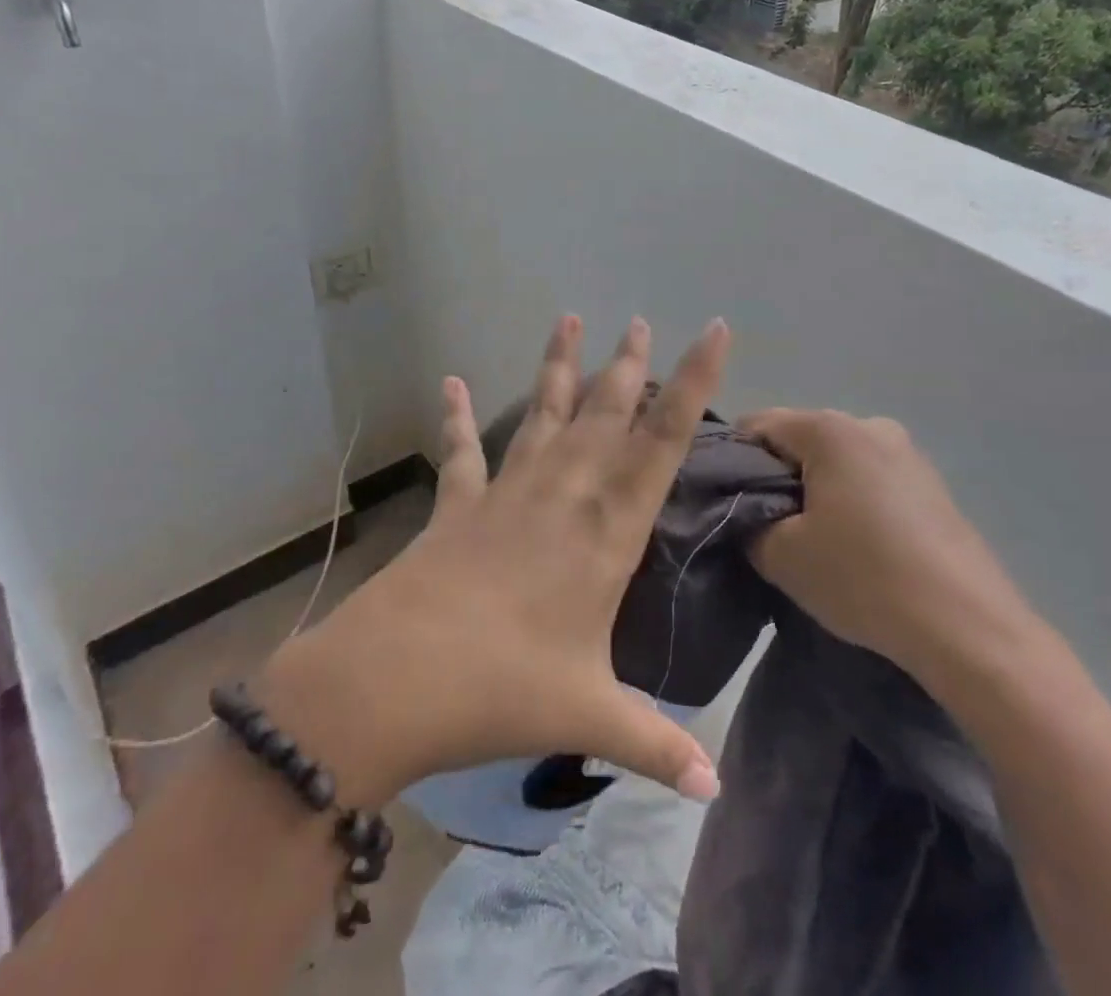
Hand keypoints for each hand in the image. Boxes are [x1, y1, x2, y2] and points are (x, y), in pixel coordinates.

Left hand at [261, 315, 729, 804]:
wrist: (396, 678)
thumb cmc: (503, 689)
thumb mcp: (588, 717)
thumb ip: (654, 746)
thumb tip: (713, 790)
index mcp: (605, 530)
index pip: (663, 441)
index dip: (694, 383)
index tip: (714, 332)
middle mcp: (563, 493)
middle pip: (605, 413)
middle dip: (628, 365)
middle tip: (641, 320)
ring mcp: (507, 491)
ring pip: (542, 414)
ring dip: (558, 367)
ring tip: (568, 318)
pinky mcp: (459, 503)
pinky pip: (462, 450)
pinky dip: (456, 416)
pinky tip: (451, 381)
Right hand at [739, 410, 1047, 692]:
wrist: (970, 630)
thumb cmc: (864, 578)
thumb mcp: (780, 555)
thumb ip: (746, 522)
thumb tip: (746, 514)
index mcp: (829, 428)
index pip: (756, 425)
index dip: (732, 462)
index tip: (728, 505)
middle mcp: (869, 424)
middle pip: (797, 440)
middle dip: (775, 477)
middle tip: (768, 528)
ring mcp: (907, 453)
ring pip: (833, 461)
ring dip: (813, 491)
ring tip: (814, 542)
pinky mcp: (930, 484)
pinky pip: (867, 479)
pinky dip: (848, 501)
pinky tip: (855, 547)